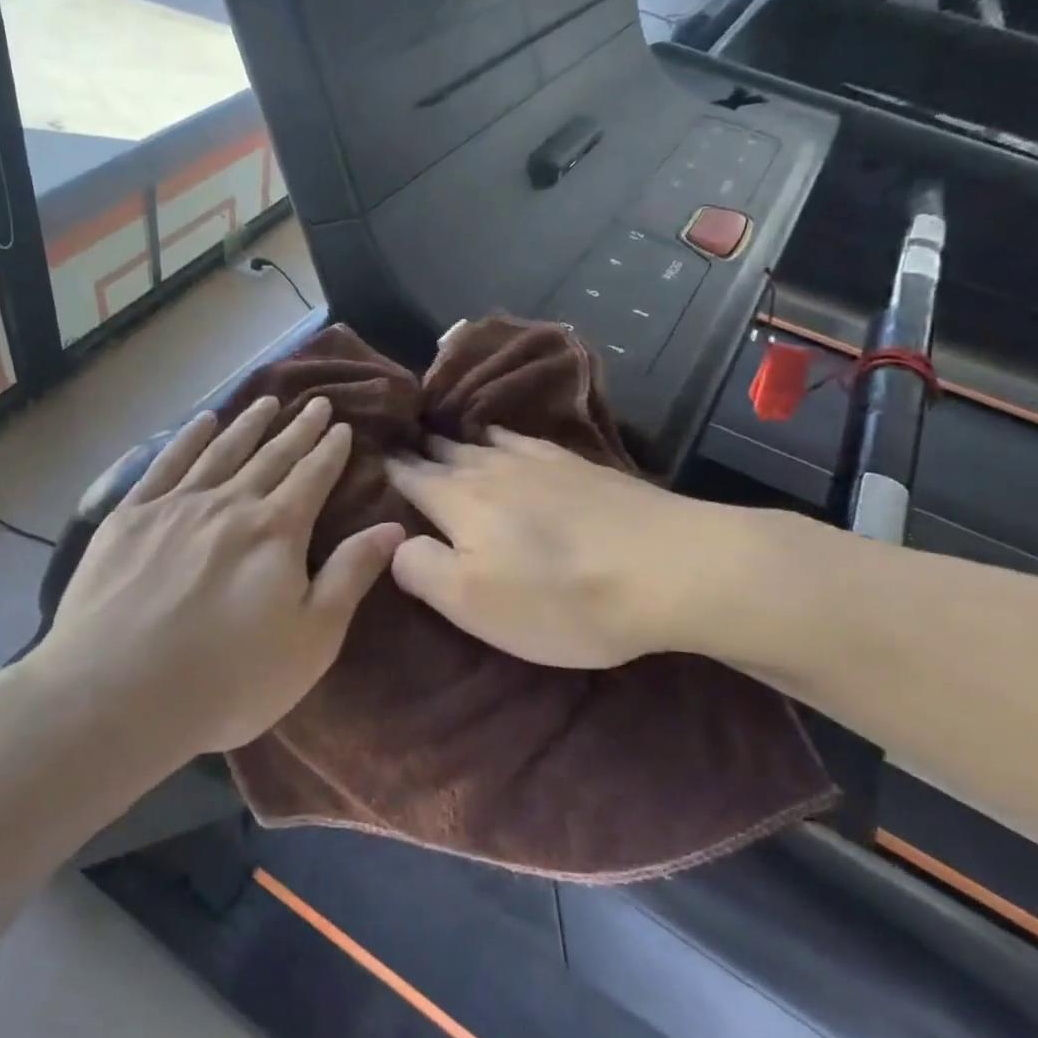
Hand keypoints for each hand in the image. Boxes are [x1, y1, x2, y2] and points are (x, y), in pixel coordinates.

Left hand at [43, 395, 404, 754]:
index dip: (330, 450)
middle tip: (315, 402)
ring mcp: (175, 505)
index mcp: (277, 530)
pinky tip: (202, 421)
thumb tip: (393, 527)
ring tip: (267, 401)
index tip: (341, 425)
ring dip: (248, 424)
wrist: (116, 695)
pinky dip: (188, 438)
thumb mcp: (312, 639)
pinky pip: (166, 463)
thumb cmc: (229, 679)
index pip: (312, 476)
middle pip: (271, 456)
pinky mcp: (130, 516)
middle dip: (298, 429)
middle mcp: (230, 503)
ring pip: (222, 450)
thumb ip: (351, 575)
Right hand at [386, 429, 754, 668]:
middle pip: (444, 451)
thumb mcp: (473, 602)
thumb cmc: (559, 597)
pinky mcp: (581, 465)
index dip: (387, 467)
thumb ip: (421, 567)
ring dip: (456, 439)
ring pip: (482, 440)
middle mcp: (491, 469)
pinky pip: (524, 440)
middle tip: (398, 443)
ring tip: (441, 435)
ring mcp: (540, 461)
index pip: (410, 476)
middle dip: (418, 448)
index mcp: (458, 501)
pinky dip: (502, 436)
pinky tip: (505, 440)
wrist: (670, 567)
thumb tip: (395, 541)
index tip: (367, 454)